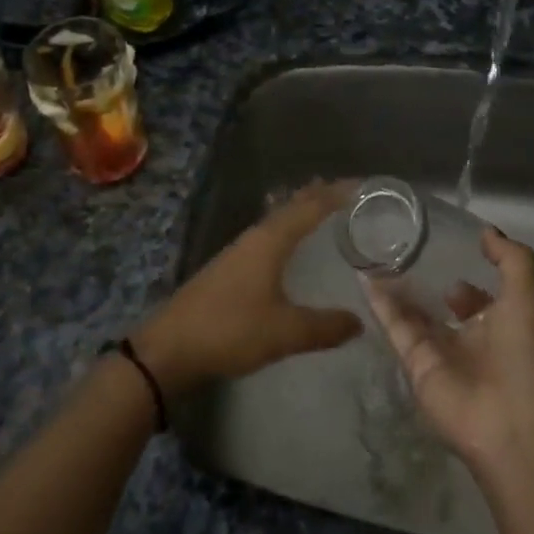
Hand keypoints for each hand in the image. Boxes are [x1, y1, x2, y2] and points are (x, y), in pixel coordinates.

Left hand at [135, 181, 362, 393]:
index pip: (309, 207)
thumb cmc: (230, 330)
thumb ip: (324, 327)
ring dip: (299, 211)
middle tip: (347, 191)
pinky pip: (266, 237)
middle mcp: (254, 238)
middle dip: (318, 196)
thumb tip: (359, 322)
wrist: (170, 348)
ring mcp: (238, 252)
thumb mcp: (285, 332)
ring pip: (276, 221)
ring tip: (322, 208)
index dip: (336, 194)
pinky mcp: (228, 269)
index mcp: (270, 241)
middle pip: (291, 207)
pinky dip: (285, 230)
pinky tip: (286, 245)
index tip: (362, 185)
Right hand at [367, 227, 533, 471]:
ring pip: (413, 313)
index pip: (476, 295)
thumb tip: (486, 231)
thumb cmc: (522, 356)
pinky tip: (364, 276)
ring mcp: (439, 352)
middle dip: (423, 279)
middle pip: (440, 305)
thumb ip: (511, 260)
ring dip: (396, 287)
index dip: (463, 271)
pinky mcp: (414, 363)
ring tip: (374, 253)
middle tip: (399, 246)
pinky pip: (394, 327)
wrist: (507, 422)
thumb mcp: (526, 297)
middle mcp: (468, 338)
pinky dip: (379, 303)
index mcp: (499, 325)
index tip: (441, 245)